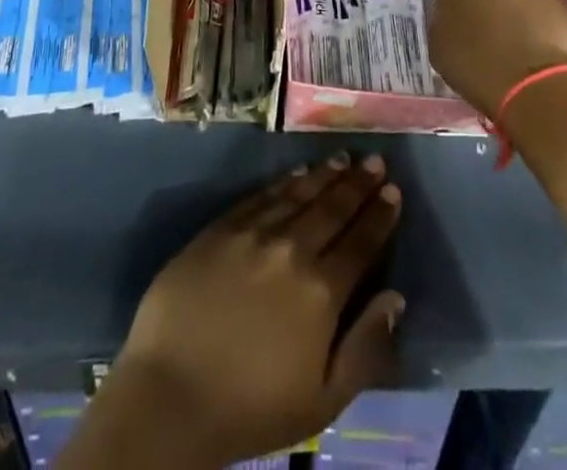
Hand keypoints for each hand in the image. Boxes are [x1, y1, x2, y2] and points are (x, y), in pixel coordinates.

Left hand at [70, 154, 404, 469]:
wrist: (170, 394)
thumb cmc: (251, 408)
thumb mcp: (323, 400)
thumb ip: (365, 348)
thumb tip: (396, 299)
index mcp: (321, 292)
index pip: (360, 243)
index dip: (380, 215)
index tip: (394, 190)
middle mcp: (291, 250)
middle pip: (332, 208)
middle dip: (358, 183)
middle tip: (375, 160)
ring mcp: (253, 234)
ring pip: (298, 194)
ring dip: (325, 174)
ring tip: (343, 157)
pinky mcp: (221, 227)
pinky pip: (261, 195)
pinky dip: (284, 181)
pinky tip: (297, 172)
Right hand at [428, 0, 566, 116]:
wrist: (533, 86)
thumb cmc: (475, 66)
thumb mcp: (438, 46)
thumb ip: (444, 20)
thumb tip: (453, 17)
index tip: (457, 11)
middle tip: (486, 26)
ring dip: (513, 8)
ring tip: (515, 42)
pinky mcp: (558, 3)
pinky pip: (541, 8)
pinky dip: (537, 22)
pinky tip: (536, 49)